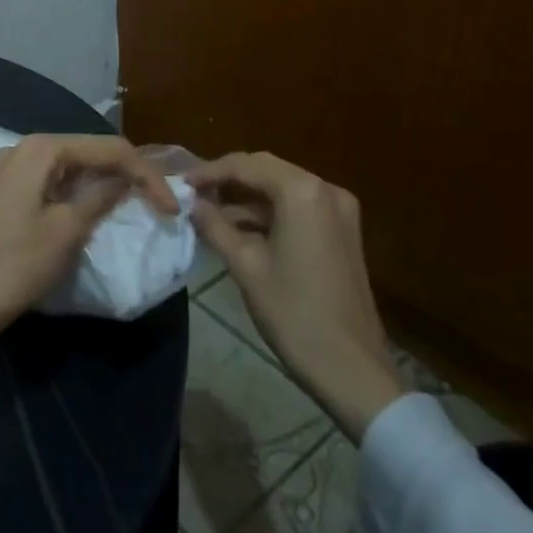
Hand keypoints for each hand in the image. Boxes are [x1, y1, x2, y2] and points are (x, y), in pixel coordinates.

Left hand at [0, 134, 178, 392]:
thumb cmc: (13, 264)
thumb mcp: (66, 230)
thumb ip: (101, 197)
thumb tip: (129, 179)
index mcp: (40, 149)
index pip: (108, 148)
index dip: (145, 174)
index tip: (172, 208)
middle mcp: (24, 149)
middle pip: (89, 152)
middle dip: (126, 174)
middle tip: (158, 204)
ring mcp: (11, 171)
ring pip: (71, 169)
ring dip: (103, 185)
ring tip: (136, 206)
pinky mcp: (7, 195)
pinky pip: (53, 184)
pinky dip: (78, 196)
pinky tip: (96, 213)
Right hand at [189, 152, 403, 441]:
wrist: (350, 367)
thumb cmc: (293, 313)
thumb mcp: (245, 265)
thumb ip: (214, 225)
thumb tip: (191, 203)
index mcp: (302, 192)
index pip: (246, 165)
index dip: (209, 171)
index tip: (181, 183)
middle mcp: (326, 190)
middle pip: (266, 170)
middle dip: (228, 179)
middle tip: (193, 193)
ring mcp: (339, 210)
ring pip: (282, 188)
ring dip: (247, 197)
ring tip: (209, 212)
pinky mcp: (342, 231)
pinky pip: (298, 207)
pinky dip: (269, 213)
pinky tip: (240, 228)